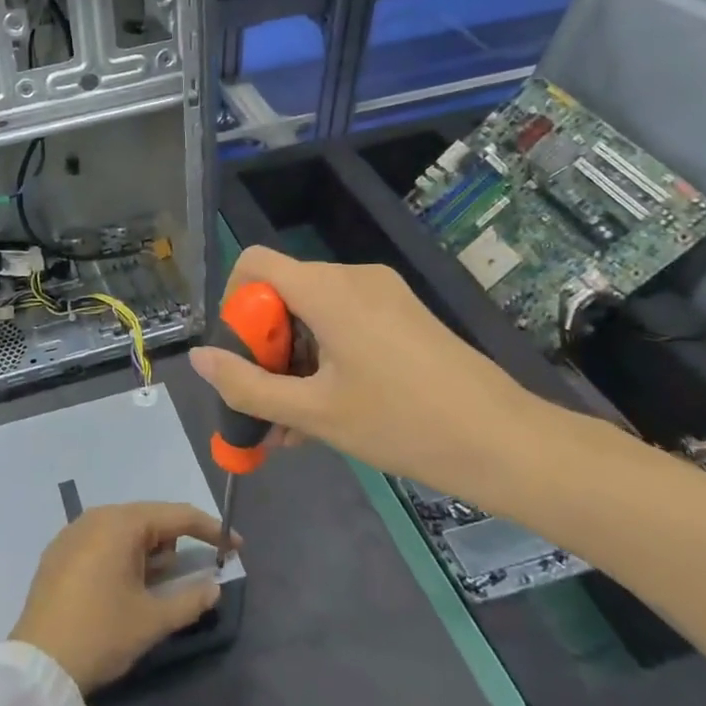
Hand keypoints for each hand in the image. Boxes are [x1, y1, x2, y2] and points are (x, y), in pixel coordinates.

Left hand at [10, 502, 234, 695]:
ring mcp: (72, 533)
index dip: (211, 530)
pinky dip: (123, 557)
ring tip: (156, 587)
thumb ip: (191, 599)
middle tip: (194, 574)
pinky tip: (125, 588)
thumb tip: (214, 587)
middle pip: (150, 520)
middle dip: (176, 543)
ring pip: (125, 532)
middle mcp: (96, 517)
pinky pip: (103, 543)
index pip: (177, 515)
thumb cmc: (101, 634)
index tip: (236, 547)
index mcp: (121, 524)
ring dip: (149, 553)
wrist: (38, 665)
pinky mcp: (59, 553)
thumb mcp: (152, 620)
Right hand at [190, 245, 555, 500]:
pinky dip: (323, 360)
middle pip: (282, 293)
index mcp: (327, 289)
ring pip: (312, 315)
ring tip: (292, 425)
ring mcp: (382, 295)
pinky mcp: (403, 316)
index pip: (254, 263)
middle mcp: (353, 277)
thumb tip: (199, 359)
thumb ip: (247, 385)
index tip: (240, 356)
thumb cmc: (402, 423)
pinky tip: (325, 414)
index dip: (233, 305)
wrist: (505, 442)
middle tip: (264, 404)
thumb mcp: (313, 411)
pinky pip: (344, 325)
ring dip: (293, 363)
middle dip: (263, 347)